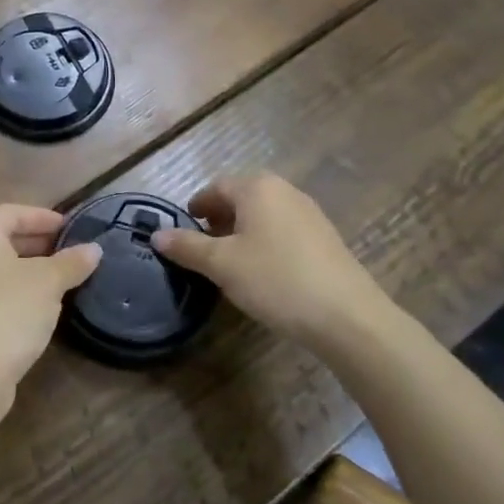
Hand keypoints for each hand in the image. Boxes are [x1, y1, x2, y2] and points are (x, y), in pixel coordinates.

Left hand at [0, 204, 101, 421]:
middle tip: (72, 251)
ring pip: (2, 269)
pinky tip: (45, 308)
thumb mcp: (48, 283)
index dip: (42, 216)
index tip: (70, 227)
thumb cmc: (8, 313)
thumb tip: (93, 249)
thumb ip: (71, 262)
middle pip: (4, 239)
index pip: (11, 212)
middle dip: (39, 243)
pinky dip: (22, 293)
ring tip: (65, 279)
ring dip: (33, 270)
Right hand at [151, 173, 402, 355]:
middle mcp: (285, 191)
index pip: (216, 187)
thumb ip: (187, 247)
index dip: (196, 206)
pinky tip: (263, 272)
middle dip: (219, 218)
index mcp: (257, 188)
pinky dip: (265, 242)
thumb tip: (156, 234)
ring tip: (229, 262)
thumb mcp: (222, 265)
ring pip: (264, 214)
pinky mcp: (325, 238)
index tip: (183, 229)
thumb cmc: (275, 279)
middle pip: (242, 197)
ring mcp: (310, 213)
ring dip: (242, 231)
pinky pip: (284, 230)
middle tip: (202, 246)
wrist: (347, 316)